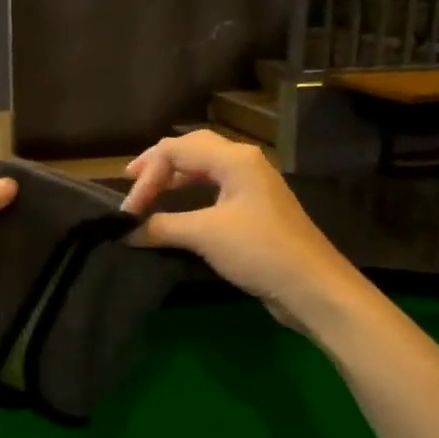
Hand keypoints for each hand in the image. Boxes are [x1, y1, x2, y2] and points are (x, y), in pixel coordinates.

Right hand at [119, 132, 349, 328]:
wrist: (313, 287)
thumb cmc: (259, 251)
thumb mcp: (205, 235)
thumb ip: (161, 227)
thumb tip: (125, 231)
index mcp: (234, 159)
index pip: (176, 150)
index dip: (147, 175)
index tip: (129, 210)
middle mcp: (244, 163)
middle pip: (191, 150)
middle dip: (158, 165)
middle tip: (131, 182)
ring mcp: (252, 185)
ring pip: (204, 168)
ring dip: (174, 178)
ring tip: (149, 193)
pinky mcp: (255, 209)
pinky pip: (214, 188)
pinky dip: (189, 194)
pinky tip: (178, 210)